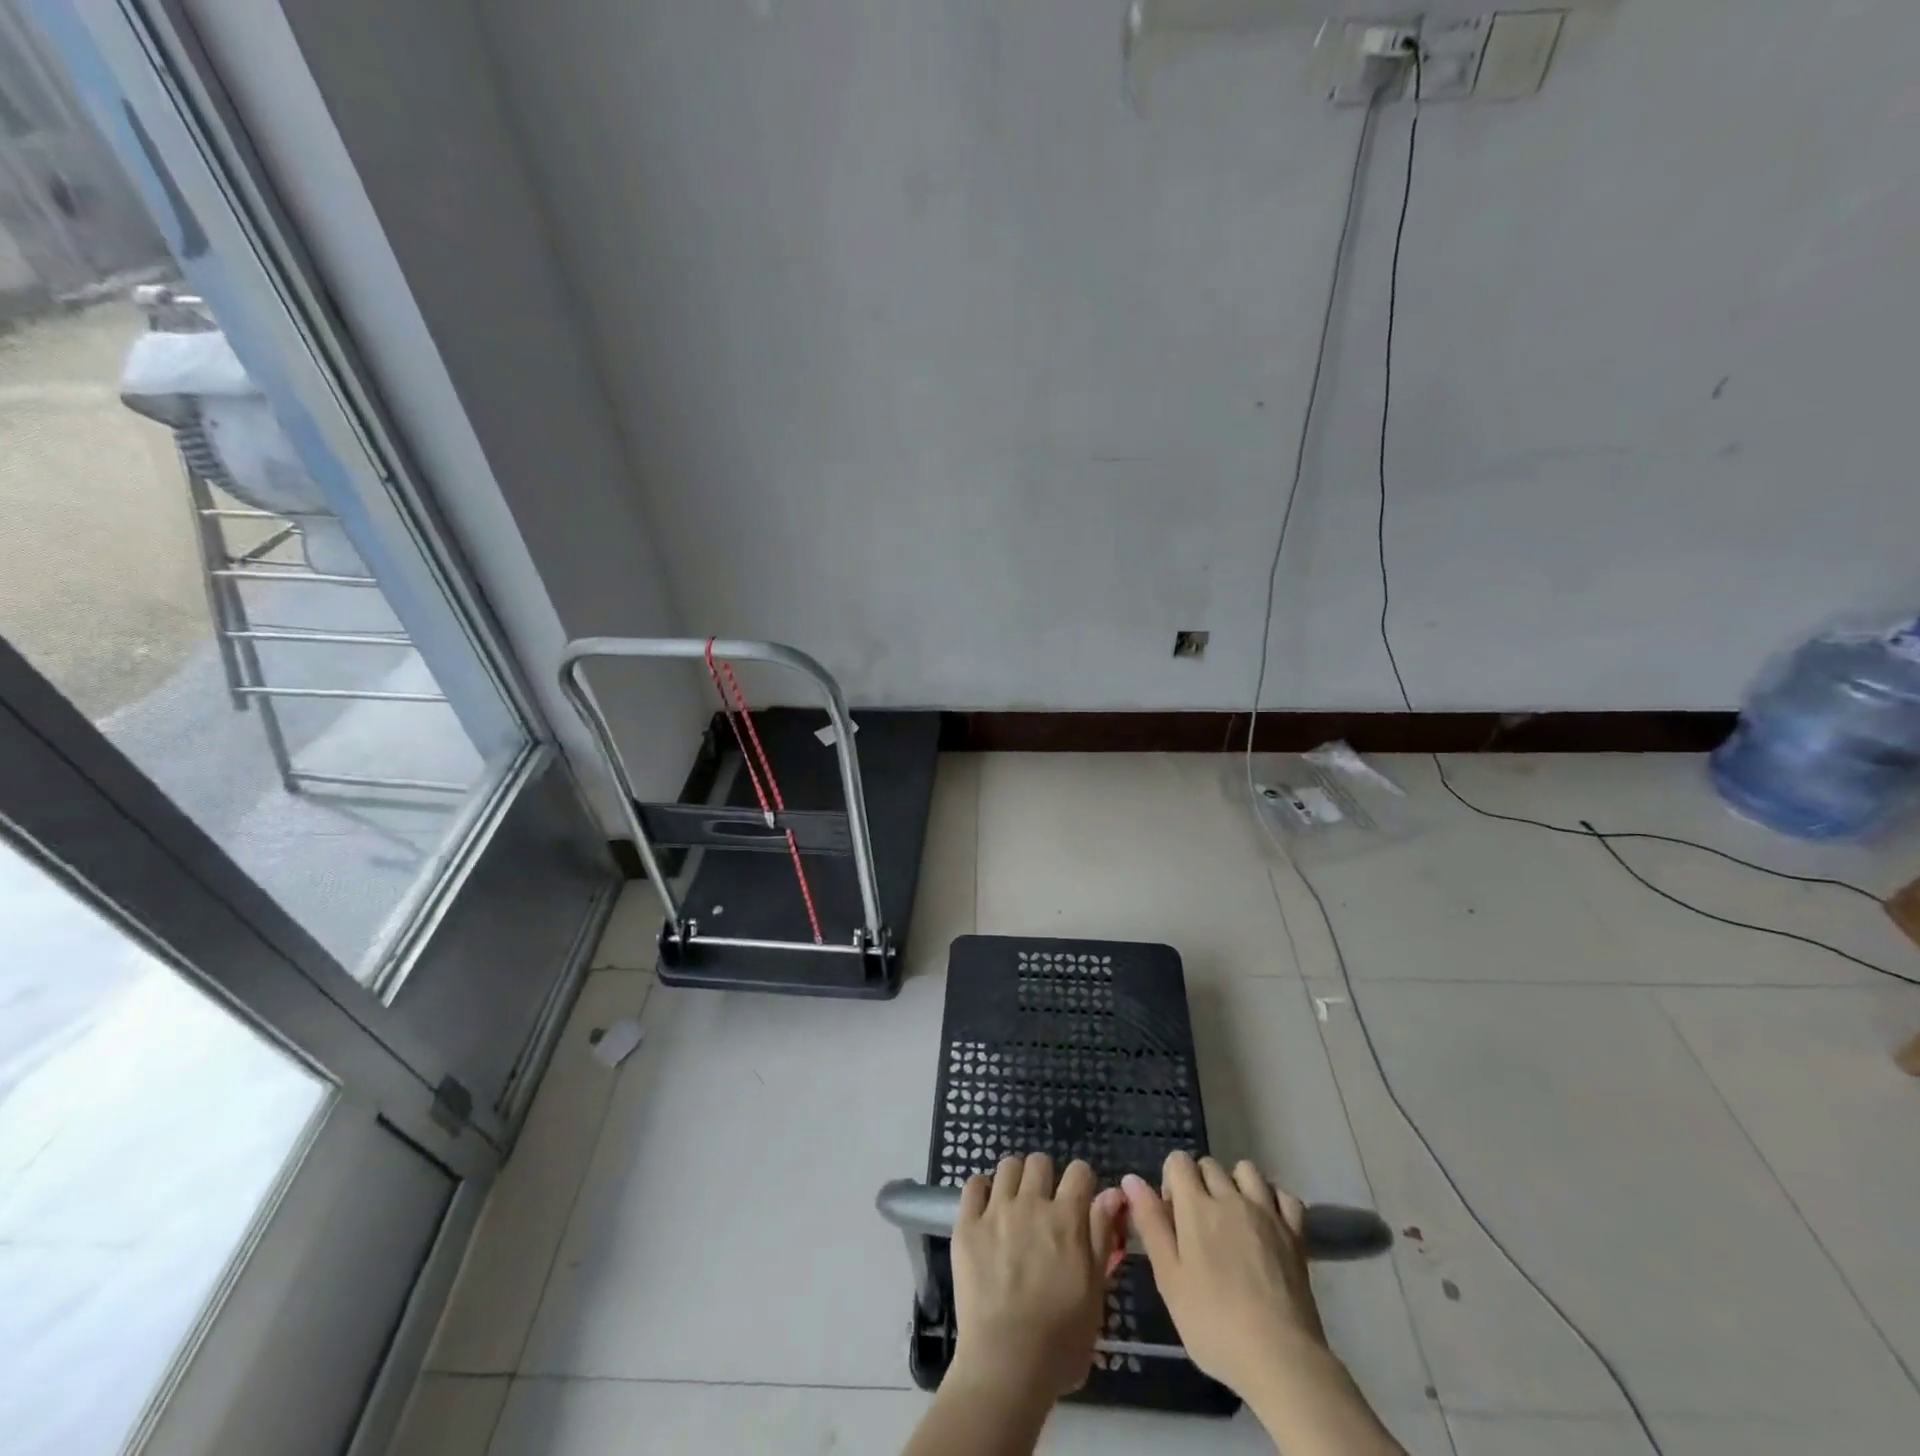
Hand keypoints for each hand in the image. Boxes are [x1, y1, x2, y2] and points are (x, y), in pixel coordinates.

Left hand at [948, 1153, 1127, 1402]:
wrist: (1006, 1365)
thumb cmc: (1060, 1341)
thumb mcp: (1095, 1293)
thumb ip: (1101, 1238)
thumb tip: (1112, 1193)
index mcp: (1067, 1219)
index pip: (1080, 1171)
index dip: (1081, 1183)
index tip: (1078, 1202)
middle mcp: (1032, 1204)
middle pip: (1040, 1162)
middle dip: (1045, 1178)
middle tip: (1042, 1207)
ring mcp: (996, 1211)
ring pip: (1007, 1166)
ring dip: (1014, 1180)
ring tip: (1013, 1206)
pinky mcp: (967, 1225)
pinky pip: (973, 1184)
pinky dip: (981, 1191)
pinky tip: (985, 1211)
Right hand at [1122, 1153, 1327, 1396]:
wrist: (1280, 1359)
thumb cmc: (1214, 1323)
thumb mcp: (1169, 1278)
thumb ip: (1150, 1224)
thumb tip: (1131, 1179)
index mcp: (1196, 1206)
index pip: (1179, 1161)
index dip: (1171, 1181)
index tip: (1173, 1217)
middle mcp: (1231, 1197)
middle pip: (1210, 1164)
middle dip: (1200, 1184)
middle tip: (1200, 1226)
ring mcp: (1267, 1212)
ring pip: (1247, 1171)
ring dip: (1236, 1185)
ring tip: (1233, 1220)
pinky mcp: (1295, 1233)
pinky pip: (1284, 1195)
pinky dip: (1273, 1201)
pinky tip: (1267, 1224)